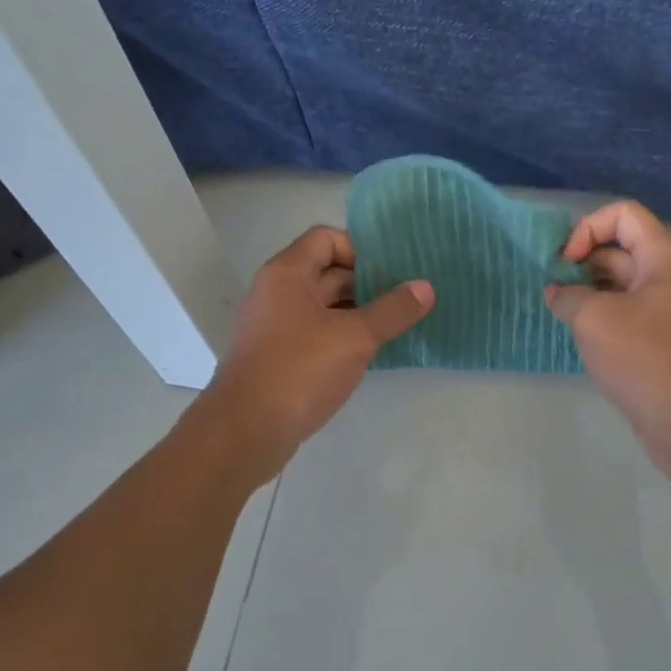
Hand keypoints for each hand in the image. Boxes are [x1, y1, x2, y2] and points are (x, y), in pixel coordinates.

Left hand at [204, 226, 432, 478]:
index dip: (361, 249)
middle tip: (406, 298)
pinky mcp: (277, 356)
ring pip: (323, 306)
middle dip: (367, 282)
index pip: (326, 238)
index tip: (393, 273)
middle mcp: (276, 292)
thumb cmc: (299, 371)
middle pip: (326, 271)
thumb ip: (392, 310)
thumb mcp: (355, 338)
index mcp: (287, 274)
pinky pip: (315, 333)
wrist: (245, 431)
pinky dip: (342, 336)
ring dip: (357, 312)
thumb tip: (425, 287)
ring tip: (395, 325)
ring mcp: (274, 326)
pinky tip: (369, 353)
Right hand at [546, 200, 670, 485]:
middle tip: (553, 288)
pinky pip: (628, 312)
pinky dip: (602, 314)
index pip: (623, 215)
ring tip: (560, 310)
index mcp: (665, 258)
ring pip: (622, 283)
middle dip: (582, 261)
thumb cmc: (643, 358)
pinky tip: (578, 333)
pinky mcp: (663, 339)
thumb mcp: (593, 319)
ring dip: (588, 290)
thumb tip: (557, 292)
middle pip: (621, 248)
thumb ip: (567, 295)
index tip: (566, 262)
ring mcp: (670, 309)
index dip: (588, 229)